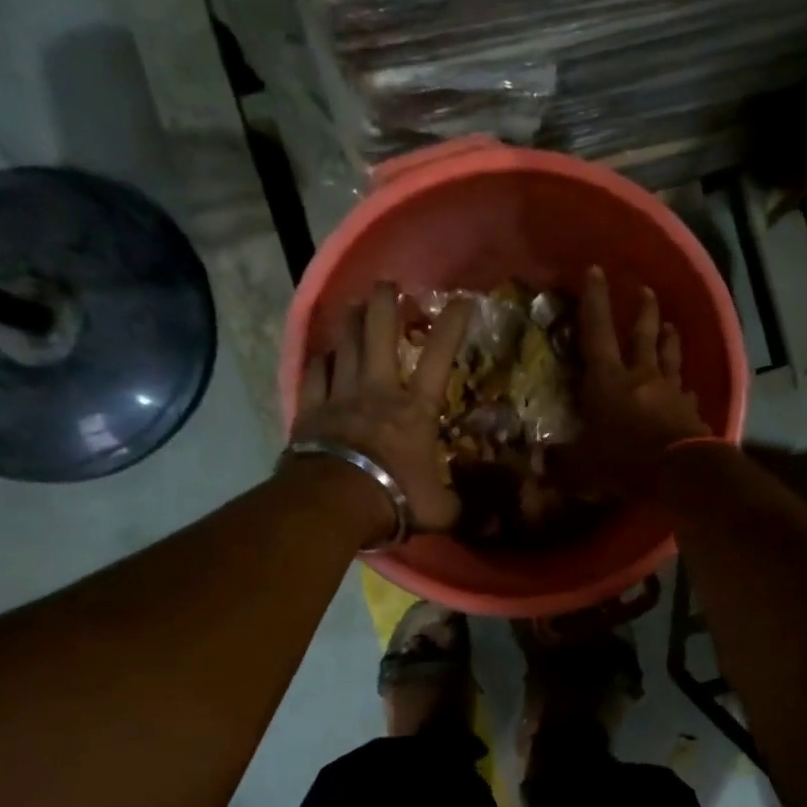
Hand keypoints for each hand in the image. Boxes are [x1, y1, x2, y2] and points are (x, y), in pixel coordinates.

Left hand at [291, 285, 471, 543]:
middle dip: (385, 304)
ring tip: (353, 302)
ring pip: (344, 345)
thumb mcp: (440, 510)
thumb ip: (464, 507)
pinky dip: (320, 359)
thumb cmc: (394, 499)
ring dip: (350, 321)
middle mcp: (378, 390)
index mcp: (415, 410)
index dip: (452, 326)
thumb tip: (495, 521)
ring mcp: (341, 396)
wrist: (333, 504)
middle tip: (388, 285)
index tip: (461, 301)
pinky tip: (323, 352)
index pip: (439, 357)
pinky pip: (314, 373)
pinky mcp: (311, 409)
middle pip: (380, 333)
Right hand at [565, 269, 708, 495]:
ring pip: (670, 357)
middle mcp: (641, 377)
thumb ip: (559, 462)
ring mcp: (670, 392)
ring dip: (669, 339)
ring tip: (671, 325)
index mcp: (608, 381)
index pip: (597, 332)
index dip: (595, 301)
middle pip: (643, 336)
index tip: (596, 271)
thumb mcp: (583, 466)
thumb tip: (533, 463)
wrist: (681, 472)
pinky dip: (685, 389)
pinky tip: (688, 389)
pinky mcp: (691, 411)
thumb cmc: (626, 461)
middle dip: (643, 310)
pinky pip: (687, 393)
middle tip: (646, 289)